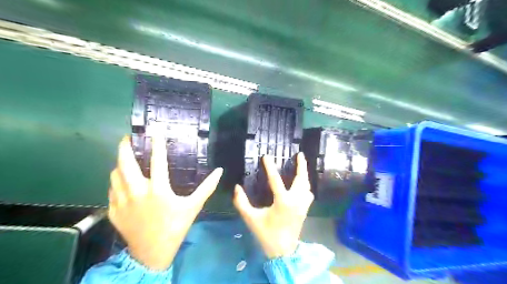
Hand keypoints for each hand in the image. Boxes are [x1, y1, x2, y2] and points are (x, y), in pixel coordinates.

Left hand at [108, 132, 221, 269]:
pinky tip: (123, 181)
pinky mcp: (113, 210)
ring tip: (126, 158)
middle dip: (125, 147)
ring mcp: (122, 201)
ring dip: (120, 163)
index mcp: (158, 190)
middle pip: (125, 163)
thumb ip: (207, 187)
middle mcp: (137, 192)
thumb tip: (220, 171)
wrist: (152, 253)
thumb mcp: (194, 206)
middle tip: (129, 137)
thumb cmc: (176, 226)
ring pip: (115, 174)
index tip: (155, 129)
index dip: (157, 143)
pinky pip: (112, 189)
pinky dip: (117, 181)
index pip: (157, 160)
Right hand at [234, 153, 312, 259]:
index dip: (270, 167)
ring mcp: (302, 205)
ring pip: (307, 186)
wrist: (283, 252)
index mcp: (282, 202)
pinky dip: (306, 185)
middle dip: (301, 166)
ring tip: (302, 165)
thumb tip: (237, 187)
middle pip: (301, 179)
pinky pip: (309, 194)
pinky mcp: (305, 210)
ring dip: (305, 174)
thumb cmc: (266, 234)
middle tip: (300, 154)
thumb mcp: (251, 219)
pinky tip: (303, 184)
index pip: (275, 180)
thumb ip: (241, 203)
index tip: (266, 156)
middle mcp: (296, 201)